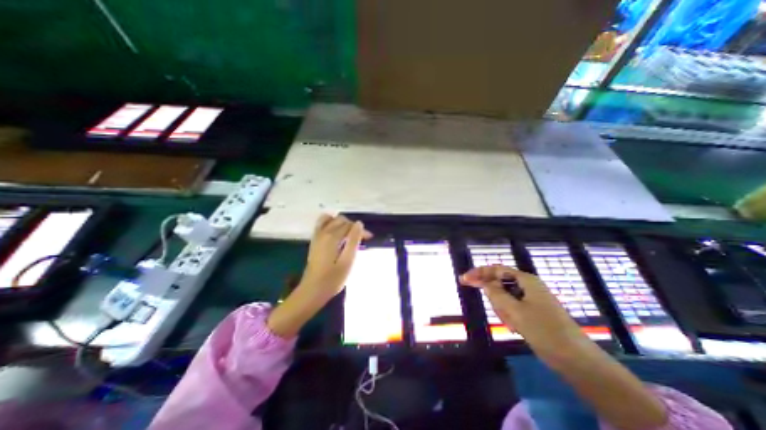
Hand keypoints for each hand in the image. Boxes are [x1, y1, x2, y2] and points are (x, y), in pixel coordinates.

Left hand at [268, 216, 371, 339]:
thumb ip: (353, 240)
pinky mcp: (314, 240)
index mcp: (332, 237)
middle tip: (362, 238)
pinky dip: (331, 223)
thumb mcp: (348, 261)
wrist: (312, 291)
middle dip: (353, 226)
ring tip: (350, 234)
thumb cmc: (333, 279)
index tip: (369, 238)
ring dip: (342, 223)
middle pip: (341, 220)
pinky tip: (337, 232)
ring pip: (331, 219)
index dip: (361, 230)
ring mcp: (317, 235)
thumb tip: (359, 223)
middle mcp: (323, 232)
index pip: (350, 225)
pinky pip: (322, 223)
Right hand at [457, 266, 587, 359]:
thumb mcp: (515, 311)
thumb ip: (496, 294)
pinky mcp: (533, 311)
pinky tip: (515, 327)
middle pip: (500, 283)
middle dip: (495, 298)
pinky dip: (509, 316)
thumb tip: (484, 282)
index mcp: (526, 280)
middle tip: (499, 314)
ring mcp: (531, 299)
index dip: (478, 273)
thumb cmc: (544, 330)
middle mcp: (528, 286)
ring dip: (503, 310)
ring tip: (512, 325)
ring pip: (505, 297)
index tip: (463, 279)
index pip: (496, 270)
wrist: (576, 360)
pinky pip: (512, 307)